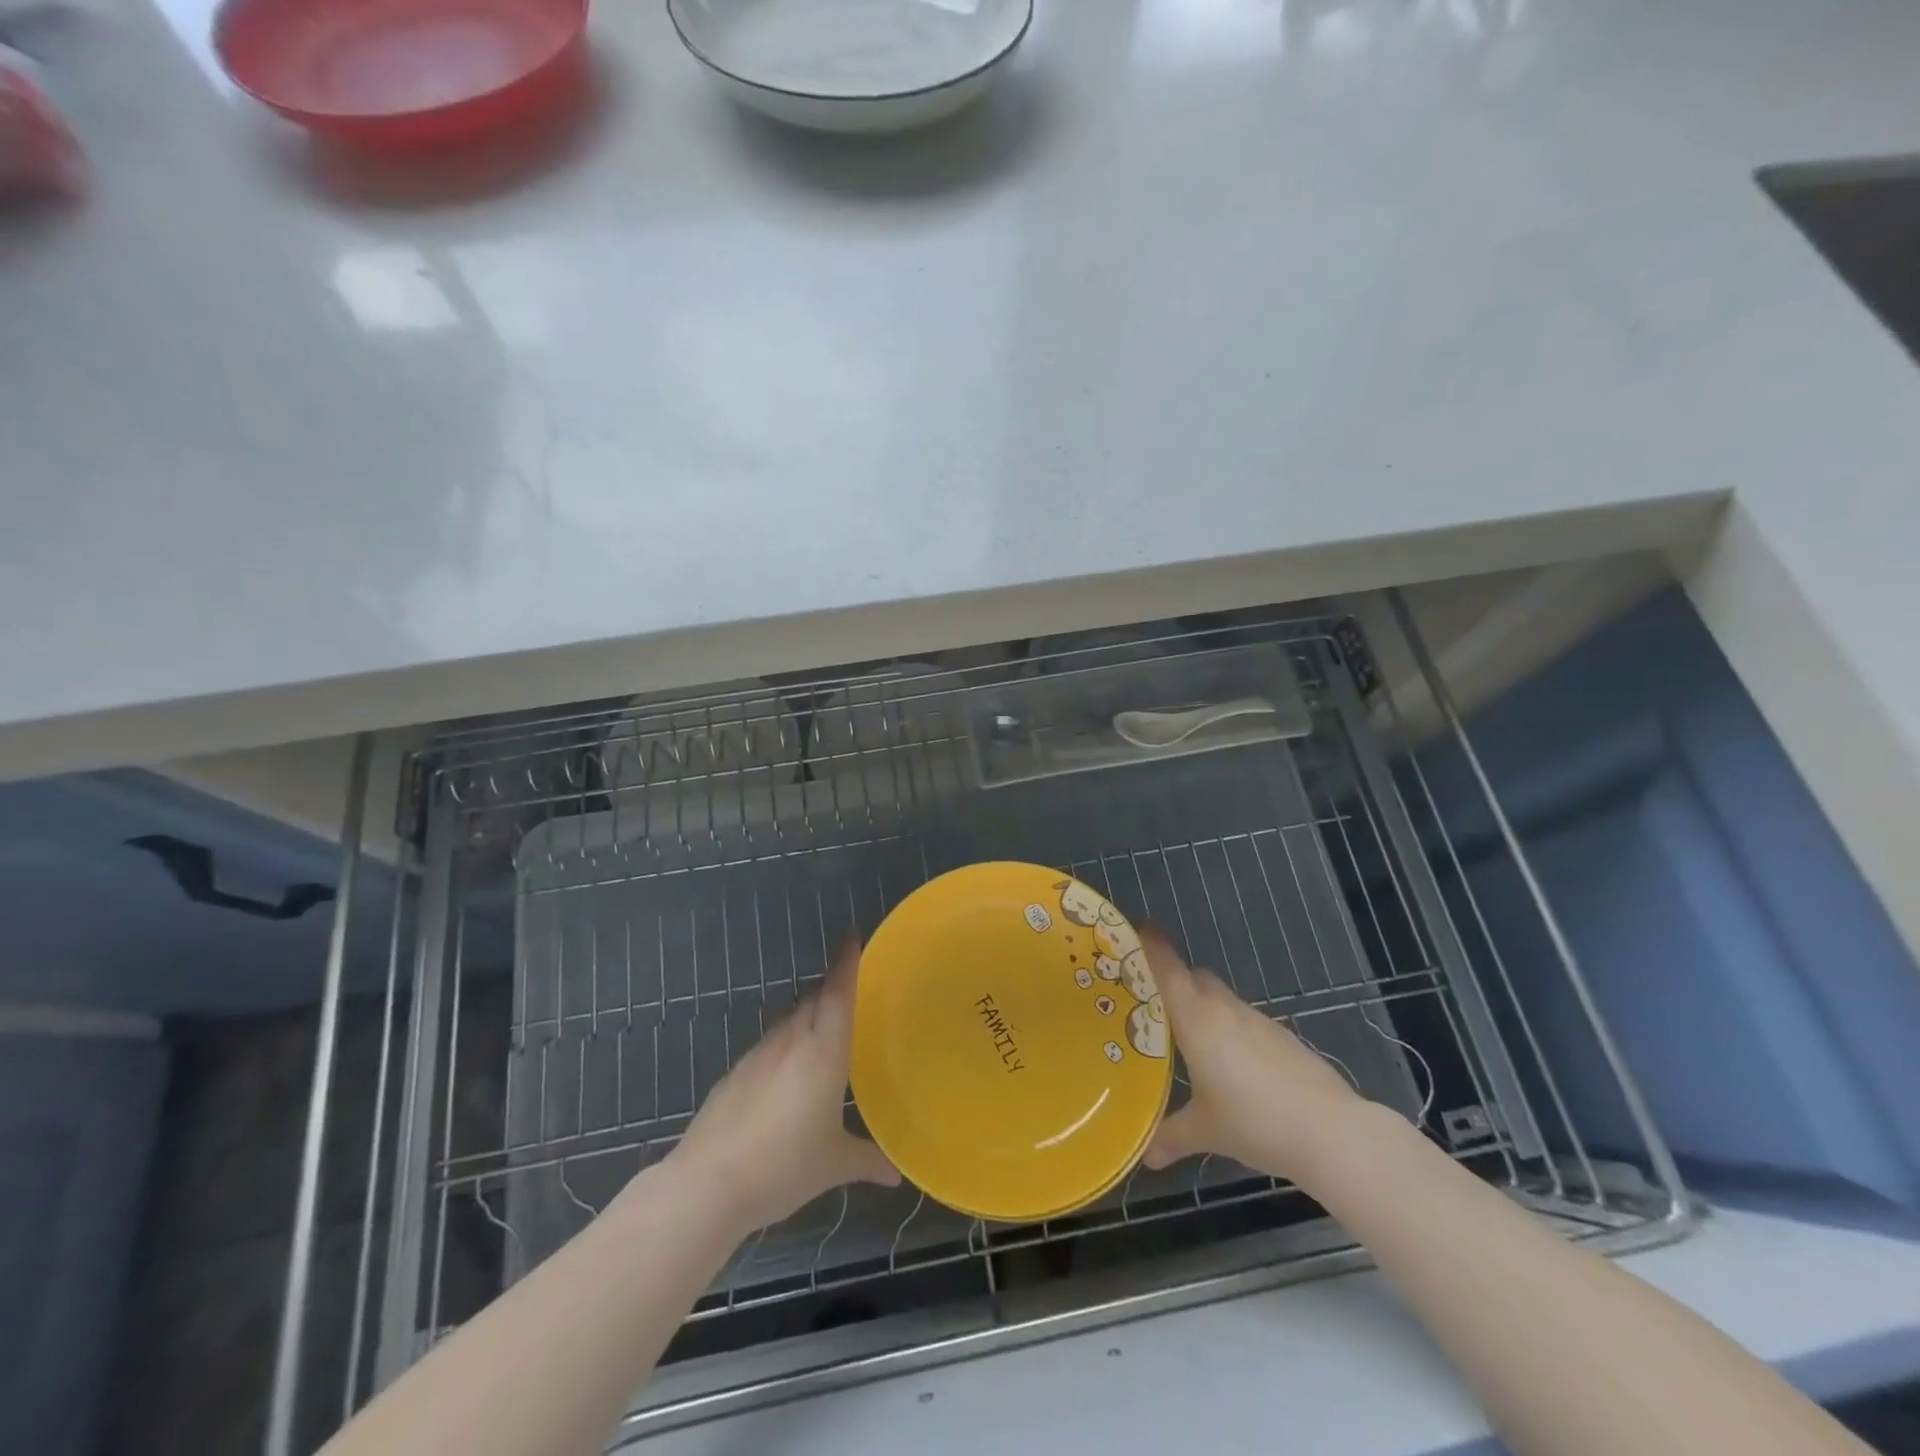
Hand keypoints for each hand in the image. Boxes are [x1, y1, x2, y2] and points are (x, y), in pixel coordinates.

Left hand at [663, 935, 898, 1238]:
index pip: (838, 994)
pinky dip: (784, 1047)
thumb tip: (896, 1174)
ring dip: (806, 1018)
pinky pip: (769, 1046)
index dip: (846, 962)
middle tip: (850, 993)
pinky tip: (786, 1076)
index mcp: (823, 1052)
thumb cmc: (783, 1166)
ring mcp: (758, 1054)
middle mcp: (791, 1041)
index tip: (852, 936)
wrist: (708, 1183)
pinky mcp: (735, 1073)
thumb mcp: (832, 1165)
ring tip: (821, 1036)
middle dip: (831, 989)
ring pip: (789, 1021)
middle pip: (813, 1000)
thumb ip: (866, 1160)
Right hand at [1139, 927, 1366, 1181]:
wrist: (1331, 1132)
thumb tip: (1146, 1156)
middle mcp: (1225, 1009)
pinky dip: (1231, 1030)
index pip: (1167, 967)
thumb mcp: (1205, 1131)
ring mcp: (1258, 1021)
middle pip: (1194, 977)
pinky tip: (1233, 1065)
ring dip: (1204, 1007)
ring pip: (1221, 999)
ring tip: (1190, 1038)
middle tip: (1152, 1000)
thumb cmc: (1255, 1121)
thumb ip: (1171, 1137)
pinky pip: (1245, 1021)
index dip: (1150, 944)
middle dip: (1174, 980)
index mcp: (1197, 1018)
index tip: (1136, 927)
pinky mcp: (1283, 1038)